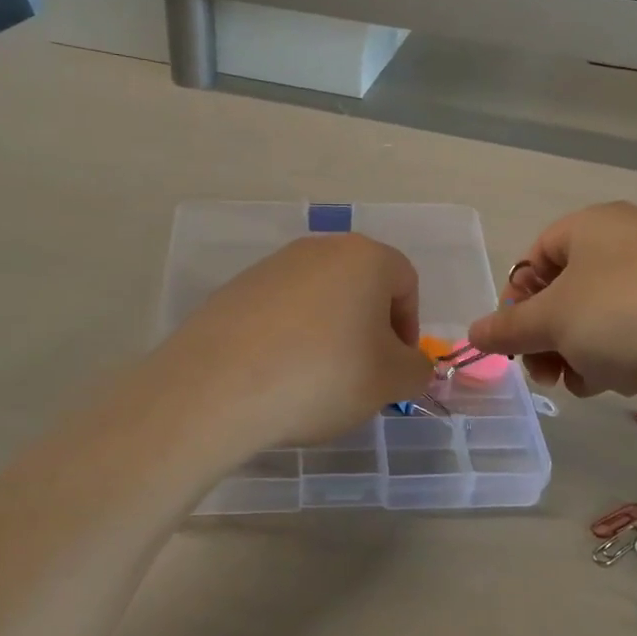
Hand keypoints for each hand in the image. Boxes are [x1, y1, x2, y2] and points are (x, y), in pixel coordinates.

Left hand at [160, 235, 434, 452]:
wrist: (219, 386)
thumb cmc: (324, 375)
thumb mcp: (390, 381)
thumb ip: (417, 370)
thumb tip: (412, 366)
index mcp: (364, 257)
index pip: (405, 282)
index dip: (409, 326)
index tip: (396, 366)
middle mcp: (318, 249)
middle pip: (360, 285)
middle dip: (369, 328)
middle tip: (362, 374)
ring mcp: (271, 266)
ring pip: (319, 298)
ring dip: (329, 332)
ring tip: (316, 379)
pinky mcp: (235, 290)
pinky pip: (280, 311)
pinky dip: (290, 337)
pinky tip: (278, 373)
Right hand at [466, 203, 636, 397]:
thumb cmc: (623, 317)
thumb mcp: (552, 322)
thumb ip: (508, 328)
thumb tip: (473, 334)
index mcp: (595, 224)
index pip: (536, 254)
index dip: (517, 298)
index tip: (515, 340)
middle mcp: (633, 237)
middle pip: (569, 288)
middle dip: (548, 334)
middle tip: (543, 372)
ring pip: (603, 312)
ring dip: (580, 350)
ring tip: (583, 383)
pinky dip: (621, 352)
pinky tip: (622, 381)